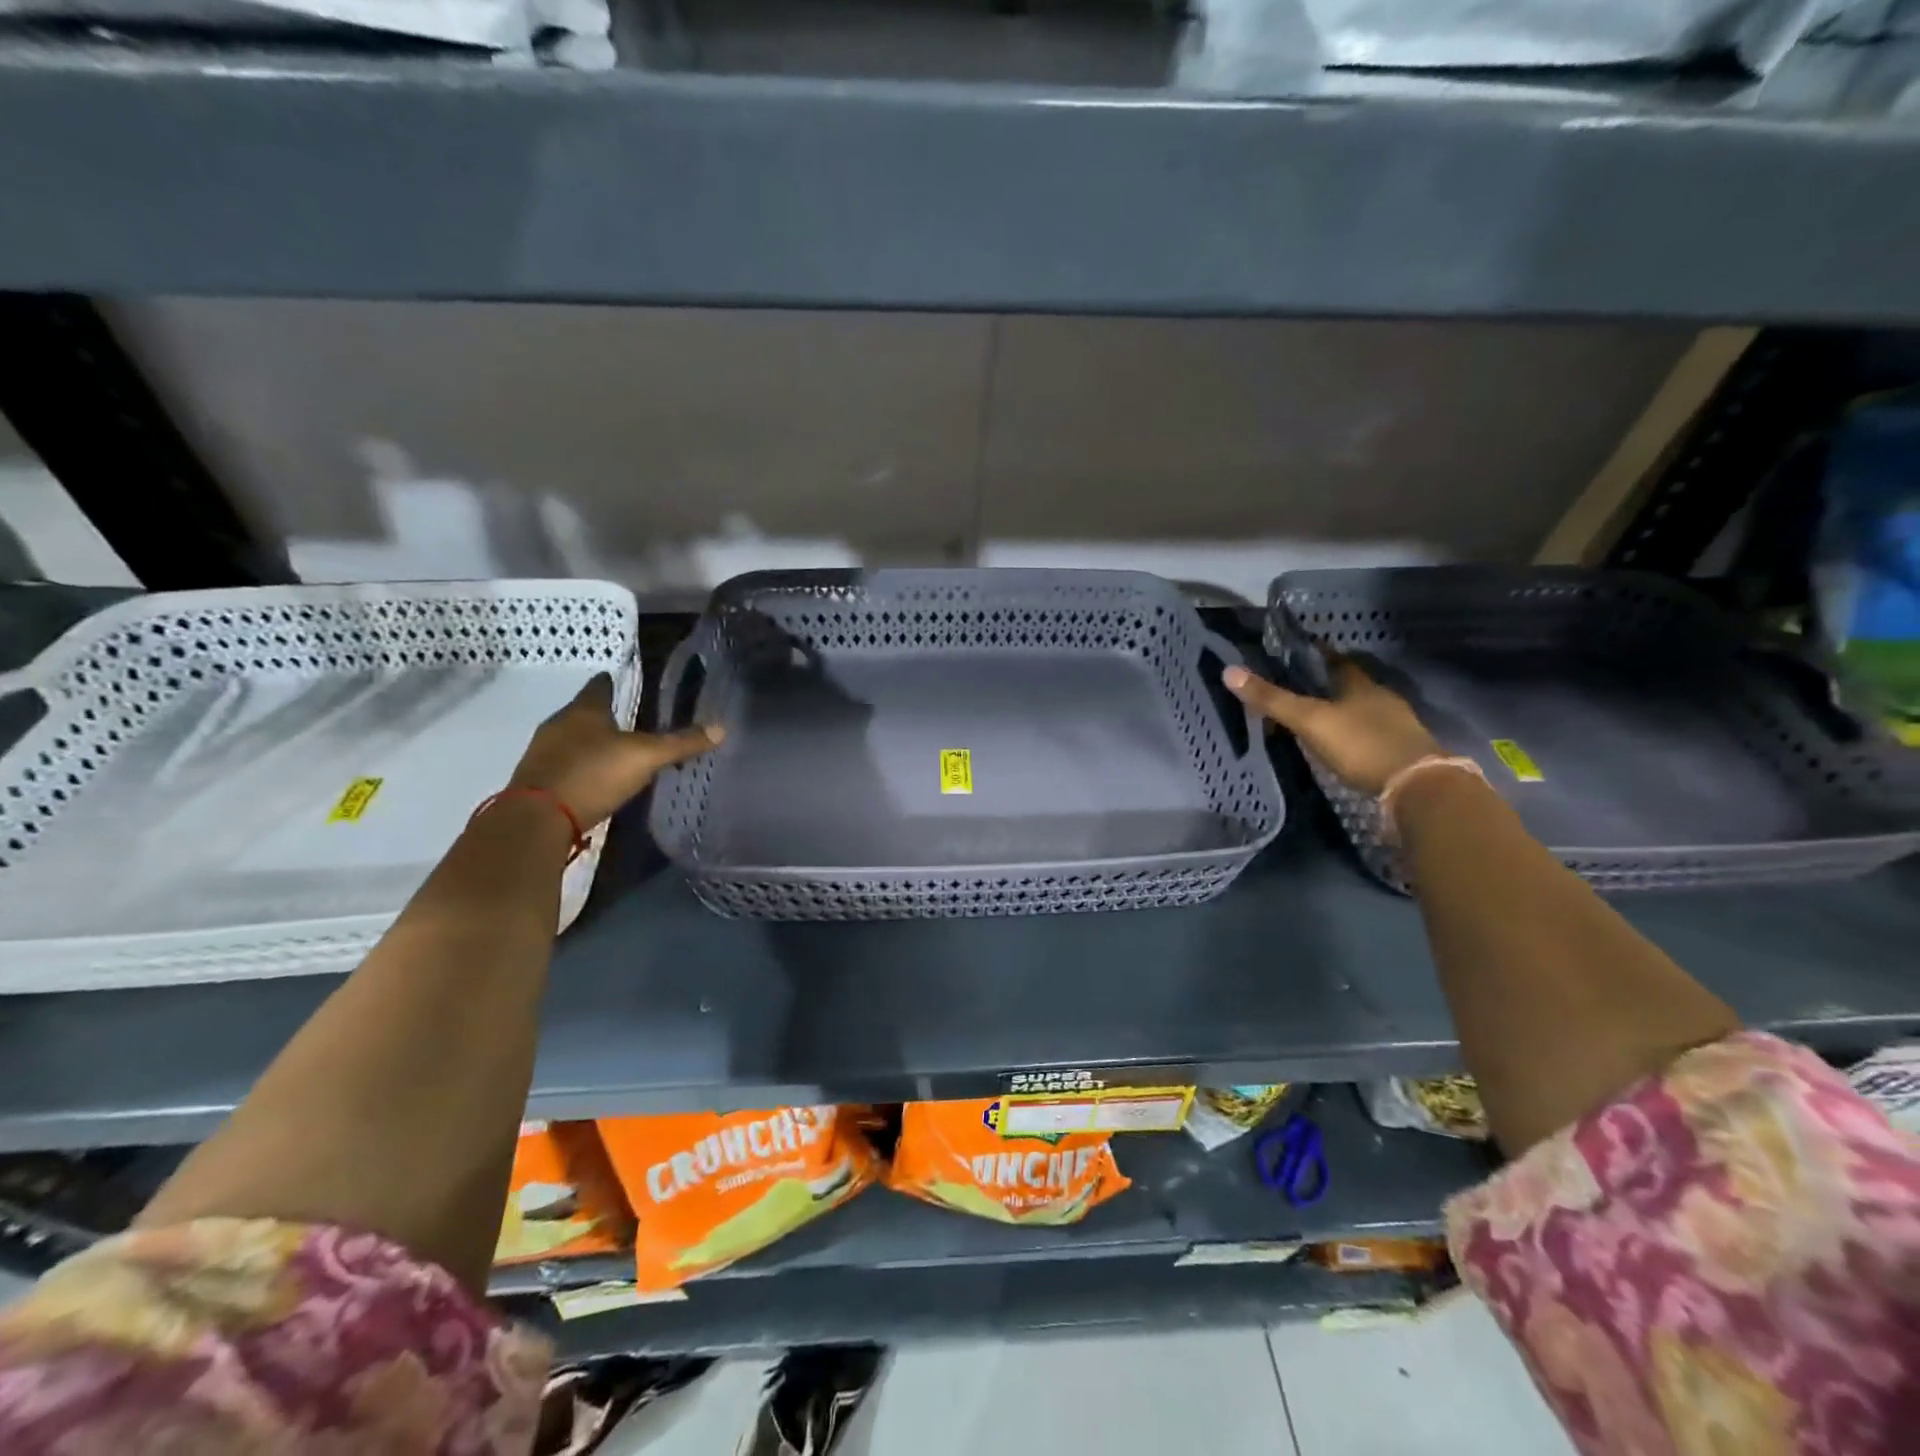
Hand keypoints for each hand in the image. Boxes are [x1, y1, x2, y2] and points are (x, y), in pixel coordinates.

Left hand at [508, 673, 721, 826]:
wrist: (537, 818)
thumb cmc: (593, 774)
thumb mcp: (645, 757)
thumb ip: (680, 743)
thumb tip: (721, 728)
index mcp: (584, 711)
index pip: (598, 687)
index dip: (610, 682)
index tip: (618, 680)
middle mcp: (559, 725)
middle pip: (582, 712)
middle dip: (601, 714)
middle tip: (624, 717)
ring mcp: (543, 753)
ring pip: (570, 738)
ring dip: (588, 741)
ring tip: (612, 748)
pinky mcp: (537, 780)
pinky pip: (563, 764)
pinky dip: (579, 765)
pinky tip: (593, 776)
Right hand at [1223, 659, 1439, 795]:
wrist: (1416, 786)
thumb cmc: (1360, 744)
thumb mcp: (1309, 720)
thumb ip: (1271, 699)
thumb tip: (1229, 671)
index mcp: (1359, 683)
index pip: (1334, 660)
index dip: (1314, 655)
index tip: (1293, 656)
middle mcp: (1381, 697)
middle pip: (1348, 684)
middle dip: (1324, 685)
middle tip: (1296, 690)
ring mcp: (1396, 724)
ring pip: (1360, 709)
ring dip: (1339, 711)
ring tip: (1313, 719)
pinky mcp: (1401, 750)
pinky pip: (1370, 732)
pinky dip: (1352, 733)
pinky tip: (1340, 744)